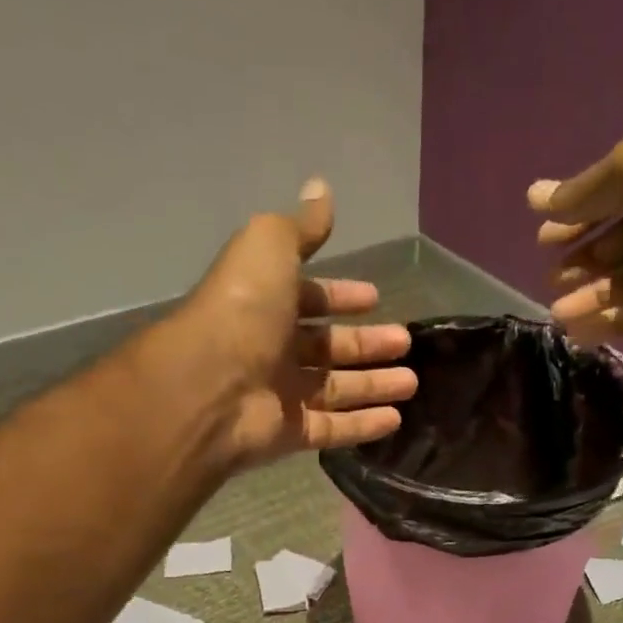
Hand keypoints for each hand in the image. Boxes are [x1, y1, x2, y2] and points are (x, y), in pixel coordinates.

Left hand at [178, 179, 416, 467]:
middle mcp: (272, 348)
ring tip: (412, 383)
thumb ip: (301, 227)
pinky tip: (395, 419)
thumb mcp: (269, 247)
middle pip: (328, 346)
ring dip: (374, 385)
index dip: (340, 295)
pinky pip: (333, 429)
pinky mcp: (290, 434)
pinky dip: (364, 425)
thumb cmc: (242, 310)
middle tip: (404, 342)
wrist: (210, 386)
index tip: (374, 298)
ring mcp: (280, 394)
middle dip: (367, 343)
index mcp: (266, 302)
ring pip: (336, 389)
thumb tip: (321, 188)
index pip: (309, 298)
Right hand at [528, 119, 622, 342]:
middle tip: (552, 280)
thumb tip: (535, 198)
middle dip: (579, 263)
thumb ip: (583, 193)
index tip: (544, 240)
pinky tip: (580, 331)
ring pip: (621, 283)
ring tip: (558, 314)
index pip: (605, 200)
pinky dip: (609, 321)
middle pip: (611, 244)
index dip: (574, 220)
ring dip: (588, 297)